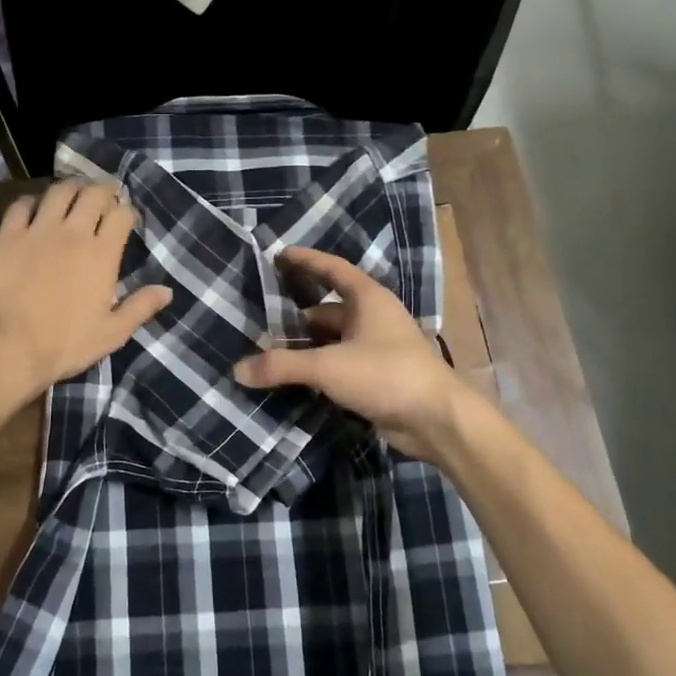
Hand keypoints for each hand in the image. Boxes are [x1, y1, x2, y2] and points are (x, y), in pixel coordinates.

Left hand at [0, 180, 171, 402]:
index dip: (126, 210)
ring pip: (59, 191)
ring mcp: (39, 230)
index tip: (125, 217)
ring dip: (70, 188)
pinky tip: (35, 208)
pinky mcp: (9, 236)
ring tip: (73, 194)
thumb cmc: (67, 344)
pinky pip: (21, 205)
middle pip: (93, 193)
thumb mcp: (113, 333)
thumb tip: (168, 290)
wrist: (11, 347)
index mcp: (103, 253)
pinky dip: (32, 201)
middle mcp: (73, 232)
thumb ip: (141, 307)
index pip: (121, 214)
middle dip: (103, 189)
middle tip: (103, 195)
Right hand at [233, 246, 464, 458]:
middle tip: (262, 317)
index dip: (305, 260)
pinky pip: (340, 364)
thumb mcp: (328, 366)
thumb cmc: (386, 375)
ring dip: (307, 345)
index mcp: (368, 299)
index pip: (332, 269)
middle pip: (329, 308)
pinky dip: (319, 368)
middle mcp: (374, 318)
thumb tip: (238, 370)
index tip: (278, 254)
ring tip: (271, 351)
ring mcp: (378, 348)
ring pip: (334, 339)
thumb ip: (282, 366)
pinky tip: (296, 378)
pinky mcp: (379, 376)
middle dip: (297, 314)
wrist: (437, 420)